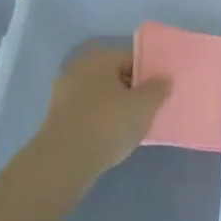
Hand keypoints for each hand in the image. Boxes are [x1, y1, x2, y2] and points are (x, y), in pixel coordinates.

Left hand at [35, 47, 169, 180]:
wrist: (63, 161)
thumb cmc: (108, 124)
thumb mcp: (144, 107)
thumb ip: (158, 89)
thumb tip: (163, 79)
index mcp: (100, 59)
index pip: (132, 59)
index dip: (148, 75)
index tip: (159, 94)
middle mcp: (79, 69)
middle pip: (114, 76)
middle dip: (131, 91)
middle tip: (148, 110)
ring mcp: (64, 93)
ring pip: (100, 96)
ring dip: (115, 107)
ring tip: (131, 127)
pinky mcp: (56, 117)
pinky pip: (87, 113)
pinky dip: (99, 121)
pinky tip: (110, 137)